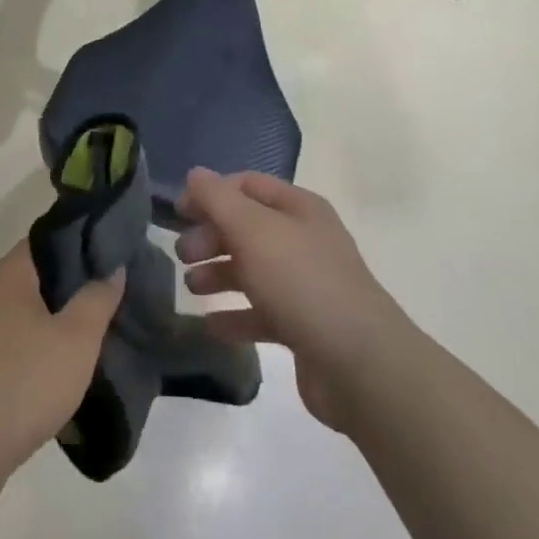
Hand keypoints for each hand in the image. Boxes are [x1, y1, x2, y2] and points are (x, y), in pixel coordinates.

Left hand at [0, 243, 123, 512]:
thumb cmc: (21, 382)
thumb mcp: (75, 338)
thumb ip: (98, 298)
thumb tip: (112, 267)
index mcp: (9, 275)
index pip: (50, 240)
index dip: (85, 241)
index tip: (118, 252)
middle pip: (43, 278)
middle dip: (80, 287)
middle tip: (120, 294)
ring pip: (34, 317)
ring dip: (64, 325)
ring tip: (105, 333)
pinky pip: (23, 349)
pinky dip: (48, 354)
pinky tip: (74, 372)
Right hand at [177, 168, 405, 433]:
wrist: (360, 364)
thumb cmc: (302, 282)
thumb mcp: (253, 230)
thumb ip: (219, 200)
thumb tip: (195, 174)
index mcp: (299, 208)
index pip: (247, 185)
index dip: (211, 194)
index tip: (178, 213)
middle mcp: (304, 240)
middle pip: (247, 227)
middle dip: (211, 236)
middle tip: (183, 255)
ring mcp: (306, 284)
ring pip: (253, 270)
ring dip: (219, 274)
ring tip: (192, 288)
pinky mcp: (304, 326)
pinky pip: (262, 312)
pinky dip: (235, 315)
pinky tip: (212, 325)